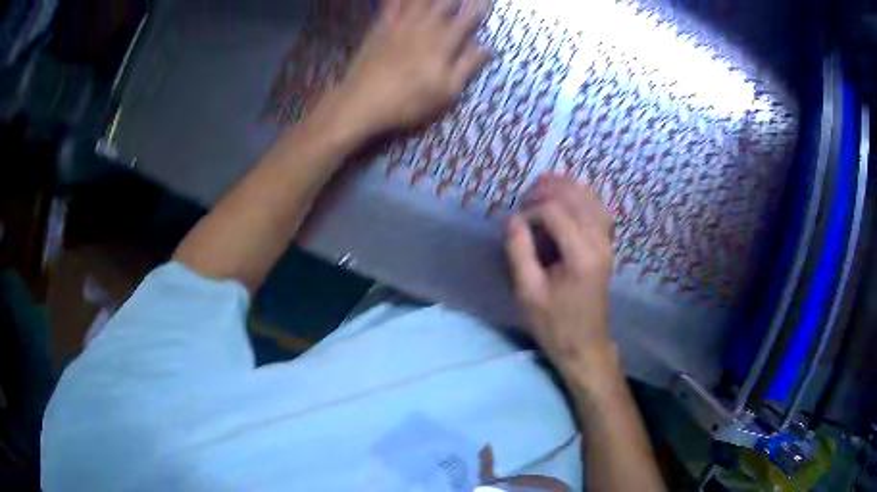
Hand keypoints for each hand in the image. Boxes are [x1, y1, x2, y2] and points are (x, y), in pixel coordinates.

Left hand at [320, 0, 492, 140]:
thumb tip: (487, 49)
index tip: (486, 2)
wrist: (362, 102)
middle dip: (454, 0)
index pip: (465, 21)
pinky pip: (390, 6)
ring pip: (418, 2)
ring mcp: (399, 27)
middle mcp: (423, 29)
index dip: (477, 10)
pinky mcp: (379, 30)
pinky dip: (396, 0)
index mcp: (442, 45)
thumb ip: (466, 67)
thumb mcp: (445, 92)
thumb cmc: (408, 102)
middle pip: (442, 5)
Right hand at [506, 175, 614, 365]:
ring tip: (546, 181)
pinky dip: (585, 196)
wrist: (585, 345)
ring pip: (591, 199)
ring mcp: (608, 243)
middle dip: (549, 189)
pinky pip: (600, 211)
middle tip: (526, 193)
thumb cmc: (554, 324)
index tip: (516, 224)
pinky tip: (572, 194)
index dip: (531, 210)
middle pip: (576, 198)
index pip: (554, 212)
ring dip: (568, 187)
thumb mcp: (528, 292)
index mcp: (581, 255)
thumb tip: (514, 219)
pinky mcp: (608, 247)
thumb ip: (519, 251)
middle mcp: (599, 243)